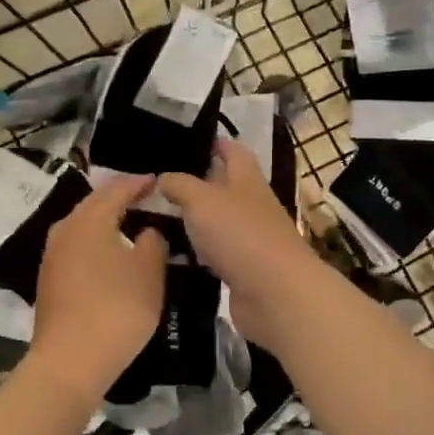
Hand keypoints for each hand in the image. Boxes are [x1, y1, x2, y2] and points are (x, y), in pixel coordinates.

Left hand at [30, 174, 167, 400]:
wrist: (71, 361)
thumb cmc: (116, 308)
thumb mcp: (149, 272)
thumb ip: (153, 242)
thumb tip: (147, 230)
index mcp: (89, 219)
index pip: (117, 189)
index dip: (139, 183)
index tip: (157, 182)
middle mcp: (65, 229)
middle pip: (95, 205)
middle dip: (120, 200)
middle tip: (146, 200)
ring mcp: (52, 256)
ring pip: (83, 227)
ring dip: (106, 223)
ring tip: (131, 227)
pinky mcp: (49, 280)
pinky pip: (76, 249)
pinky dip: (95, 245)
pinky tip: (110, 257)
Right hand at [159, 138, 316, 346]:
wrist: (275, 294)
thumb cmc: (240, 234)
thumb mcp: (202, 200)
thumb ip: (180, 185)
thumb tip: (163, 177)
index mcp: (247, 180)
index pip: (234, 151)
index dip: (216, 143)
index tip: (190, 140)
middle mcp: (252, 206)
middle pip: (226, 187)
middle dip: (199, 183)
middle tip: (161, 182)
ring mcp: (250, 240)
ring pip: (219, 222)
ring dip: (196, 220)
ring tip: (158, 216)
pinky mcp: (244, 271)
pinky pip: (216, 254)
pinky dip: (198, 253)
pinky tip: (174, 254)